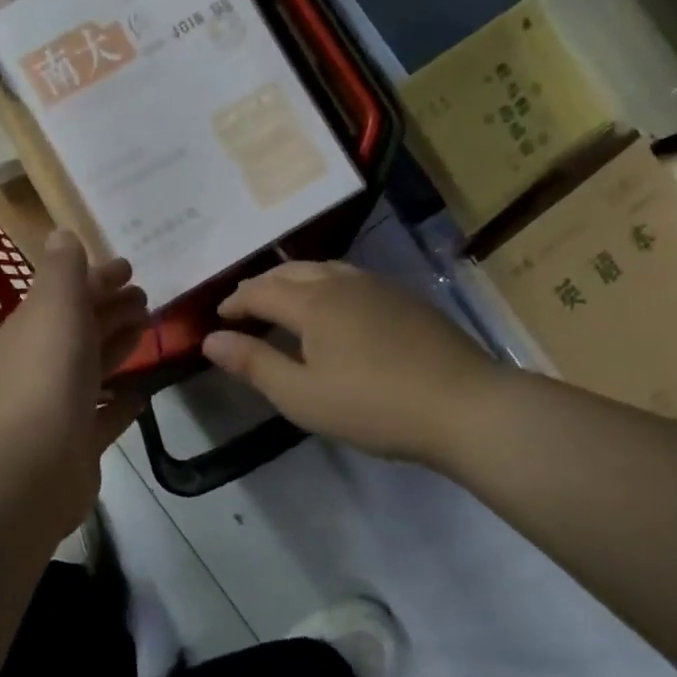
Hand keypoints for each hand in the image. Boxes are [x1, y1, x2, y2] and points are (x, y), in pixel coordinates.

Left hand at [0, 231, 149, 539]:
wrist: (25, 471)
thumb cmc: (44, 379)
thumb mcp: (54, 309)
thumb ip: (62, 272)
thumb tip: (61, 234)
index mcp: (34, 328)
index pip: (69, 293)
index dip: (98, 278)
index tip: (131, 268)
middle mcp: (42, 363)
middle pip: (81, 328)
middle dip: (111, 309)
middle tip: (147, 299)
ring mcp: (58, 406)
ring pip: (93, 367)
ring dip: (117, 347)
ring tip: (148, 331)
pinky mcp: (77, 444)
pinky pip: (104, 415)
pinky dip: (120, 401)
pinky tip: (141, 393)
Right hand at [201, 261, 490, 468]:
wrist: (465, 406)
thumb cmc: (374, 405)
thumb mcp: (302, 395)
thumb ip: (254, 364)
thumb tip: (210, 339)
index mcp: (313, 302)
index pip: (260, 291)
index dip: (235, 302)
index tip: (218, 318)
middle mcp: (344, 282)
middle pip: (292, 271)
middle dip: (262, 285)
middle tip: (244, 305)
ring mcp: (380, 288)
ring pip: (325, 270)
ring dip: (295, 281)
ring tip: (285, 301)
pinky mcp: (407, 300)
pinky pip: (352, 280)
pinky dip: (326, 286)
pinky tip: (336, 310)